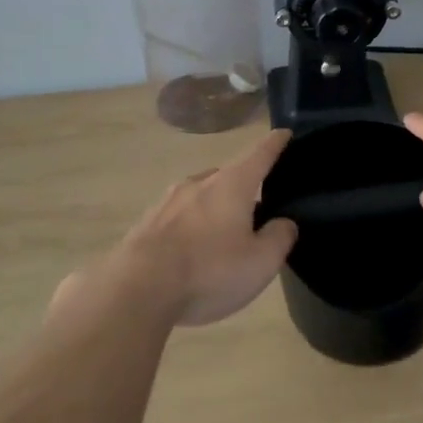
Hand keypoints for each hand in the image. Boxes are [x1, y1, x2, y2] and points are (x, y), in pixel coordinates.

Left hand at [110, 130, 299, 325]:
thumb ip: (279, 237)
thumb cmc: (209, 271)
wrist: (137, 290)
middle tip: (257, 209)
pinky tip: (190, 251)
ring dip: (214, 208)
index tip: (284, 133)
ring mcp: (167, 201)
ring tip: (223, 233)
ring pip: (200, 196)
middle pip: (228, 176)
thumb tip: (283, 223)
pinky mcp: (146, 223)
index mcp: (232, 184)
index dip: (275, 144)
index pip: (260, 154)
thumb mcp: (261, 262)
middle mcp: (199, 183)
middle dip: (244, 186)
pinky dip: (191, 227)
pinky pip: (178, 217)